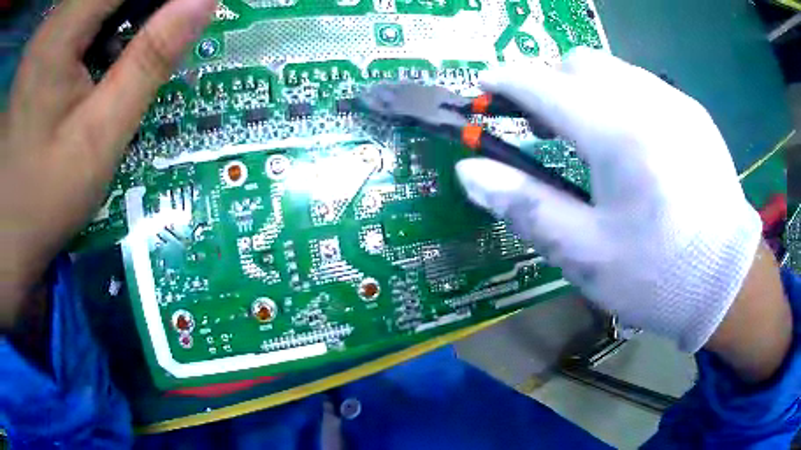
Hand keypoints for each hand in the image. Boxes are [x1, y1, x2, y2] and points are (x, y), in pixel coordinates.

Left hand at [0, 0, 216, 327]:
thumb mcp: (96, 139)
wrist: (2, 241)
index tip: (179, 13)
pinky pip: (67, 18)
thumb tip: (204, 2)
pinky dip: (86, 29)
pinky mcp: (33, 54)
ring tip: (119, 53)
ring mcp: (41, 39)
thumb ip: (149, 59)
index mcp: (60, 30)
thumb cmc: (38, 203)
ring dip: (112, 17)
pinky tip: (88, 58)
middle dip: (132, 9)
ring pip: (85, 4)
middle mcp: (50, 23)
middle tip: (154, 32)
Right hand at [456, 48, 769, 353]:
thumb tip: (469, 172)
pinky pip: (643, 84)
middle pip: (578, 62)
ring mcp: (675, 102)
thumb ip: (525, 205)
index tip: (484, 88)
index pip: (541, 84)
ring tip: (589, 135)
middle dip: (549, 83)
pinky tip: (632, 141)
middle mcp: (646, 101)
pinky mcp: (694, 113)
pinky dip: (620, 97)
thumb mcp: (584, 254)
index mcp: (616, 134)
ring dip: (585, 88)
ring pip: (612, 67)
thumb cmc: (657, 276)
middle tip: (545, 127)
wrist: (727, 283)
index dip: (504, 81)